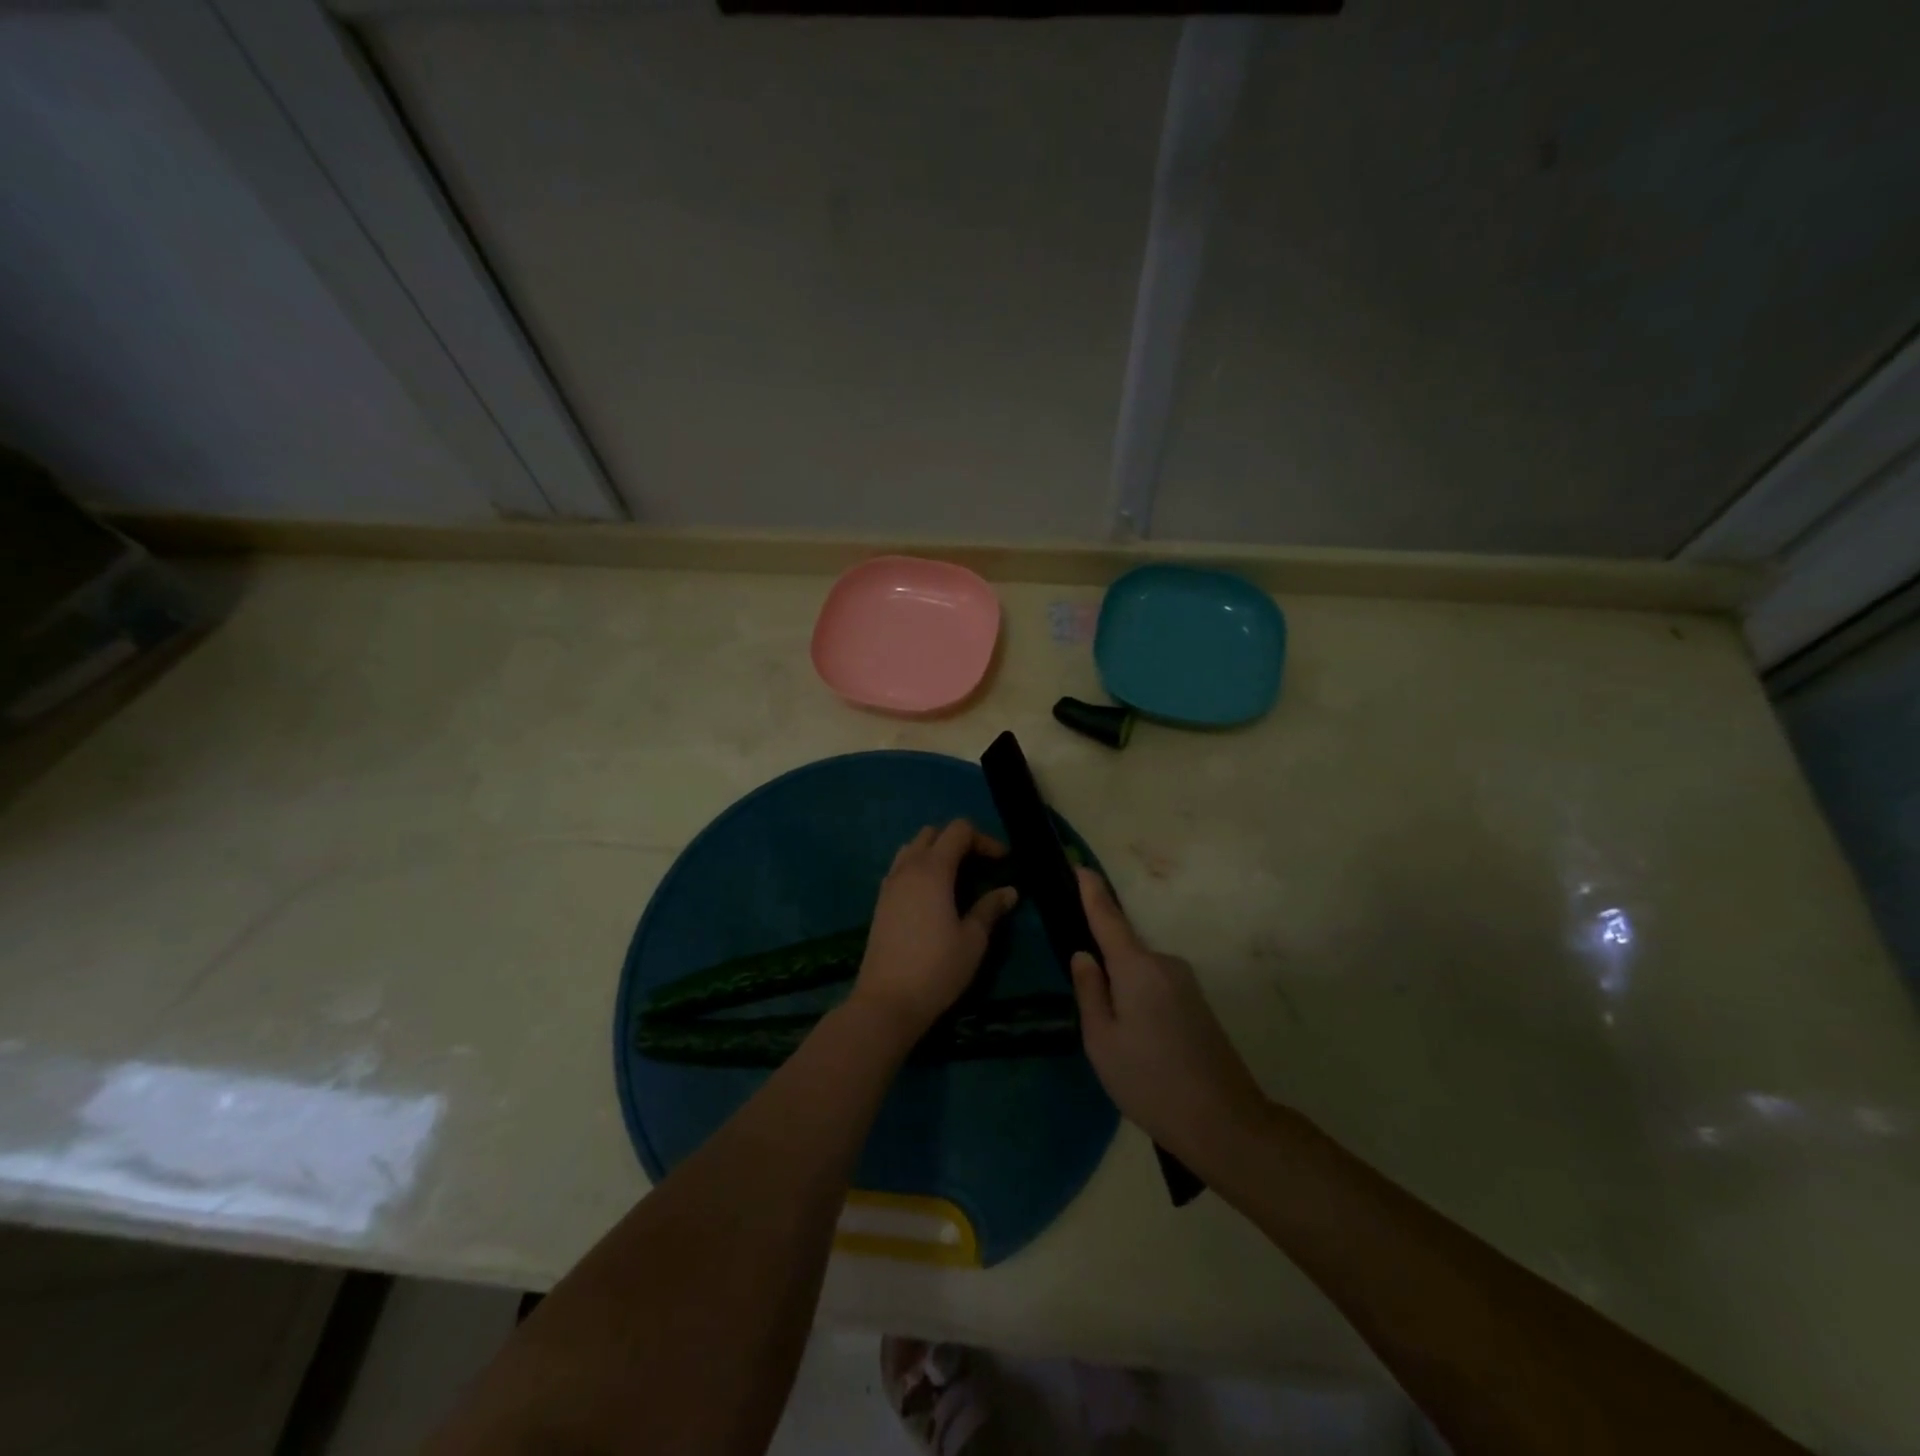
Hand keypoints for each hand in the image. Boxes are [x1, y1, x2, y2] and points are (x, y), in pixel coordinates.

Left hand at [850, 821, 1018, 1043]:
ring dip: (936, 852)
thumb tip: (1009, 891)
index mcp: (933, 870)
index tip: (1002, 861)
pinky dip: (919, 868)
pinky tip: (932, 896)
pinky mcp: (880, 901)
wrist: (887, 1001)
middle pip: (933, 833)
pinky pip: (900, 868)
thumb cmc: (937, 968)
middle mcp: (908, 868)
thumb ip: (990, 909)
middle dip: (959, 841)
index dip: (984, 839)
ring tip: (956, 877)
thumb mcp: (973, 940)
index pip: (958, 831)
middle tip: (980, 865)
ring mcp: (890, 884)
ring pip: (912, 848)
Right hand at [1069, 868, 1269, 1165]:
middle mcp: (1164, 963)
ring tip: (1117, 1043)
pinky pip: (1155, 986)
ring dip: (1122, 991)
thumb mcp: (1102, 1041)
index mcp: (1137, 967)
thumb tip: (1084, 955)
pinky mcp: (1196, 1002)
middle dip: (1102, 967)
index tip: (1078, 864)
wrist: (1224, 1121)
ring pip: (1138, 973)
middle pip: (1122, 950)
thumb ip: (1089, 991)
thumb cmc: (1150, 1081)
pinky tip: (1140, 1044)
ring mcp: (1185, 982)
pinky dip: (1139, 1001)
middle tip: (1090, 1015)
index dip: (1091, 890)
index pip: (1108, 917)